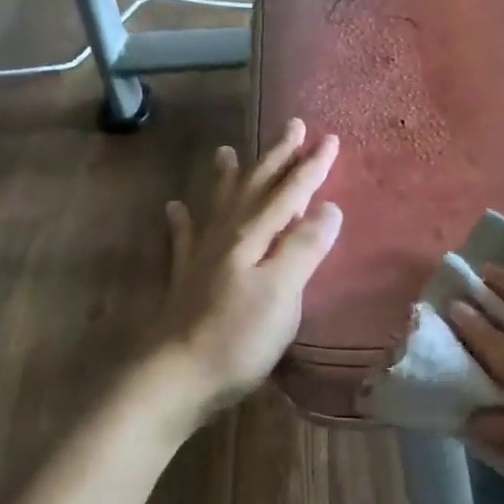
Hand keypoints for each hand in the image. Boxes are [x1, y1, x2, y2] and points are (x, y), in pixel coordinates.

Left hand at [150, 119, 342, 424]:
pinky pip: (184, 240)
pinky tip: (174, 209)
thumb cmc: (237, 338)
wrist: (176, 377)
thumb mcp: (282, 293)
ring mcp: (203, 258)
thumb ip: (304, 248)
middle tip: (292, 126)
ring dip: (229, 177)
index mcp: (253, 238)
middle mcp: (227, 237)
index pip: (289, 193)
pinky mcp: (187, 281)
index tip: (329, 139)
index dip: (310, 167)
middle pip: (255, 188)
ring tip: (226, 150)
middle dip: (276, 158)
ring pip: (220, 205)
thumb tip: (328, 207)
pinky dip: (182, 221)